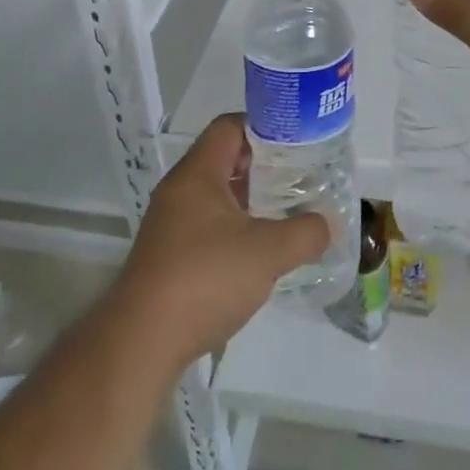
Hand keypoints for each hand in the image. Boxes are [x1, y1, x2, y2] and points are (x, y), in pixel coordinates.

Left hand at [115, 115, 329, 371]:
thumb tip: (328, 224)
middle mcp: (179, 189)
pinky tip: (255, 252)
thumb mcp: (267, 253)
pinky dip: (232, 228)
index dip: (263, 127)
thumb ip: (304, 233)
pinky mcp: (166, 256)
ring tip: (284, 213)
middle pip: (223, 159)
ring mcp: (169, 223)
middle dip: (261, 166)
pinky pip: (204, 225)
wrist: (141, 343)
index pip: (229, 127)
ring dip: (248, 200)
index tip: (295, 142)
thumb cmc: (205, 279)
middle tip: (297, 177)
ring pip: (215, 195)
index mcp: (198, 173)